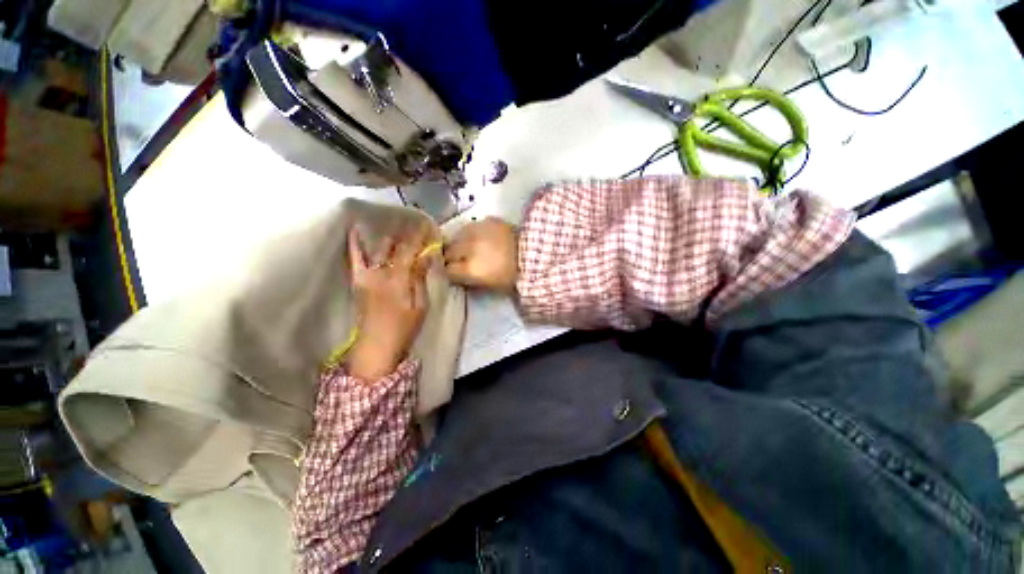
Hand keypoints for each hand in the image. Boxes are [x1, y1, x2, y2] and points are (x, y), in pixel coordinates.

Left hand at [346, 225, 430, 380]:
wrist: (376, 346)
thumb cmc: (404, 328)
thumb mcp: (420, 305)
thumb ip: (420, 278)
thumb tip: (426, 256)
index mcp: (398, 279)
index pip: (410, 251)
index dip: (420, 238)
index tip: (428, 227)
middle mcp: (380, 272)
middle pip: (396, 248)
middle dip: (408, 236)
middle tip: (418, 228)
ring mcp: (366, 275)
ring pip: (380, 250)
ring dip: (391, 238)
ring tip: (399, 228)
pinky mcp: (358, 281)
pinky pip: (355, 259)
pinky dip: (355, 244)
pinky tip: (356, 230)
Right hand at [444, 217, 517, 290]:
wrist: (535, 253)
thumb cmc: (514, 275)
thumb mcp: (490, 285)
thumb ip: (469, 279)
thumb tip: (457, 275)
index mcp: (471, 268)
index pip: (448, 270)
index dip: (451, 272)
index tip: (454, 273)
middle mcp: (469, 248)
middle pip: (448, 251)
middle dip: (451, 257)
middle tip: (459, 261)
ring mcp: (477, 231)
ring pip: (457, 236)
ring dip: (459, 243)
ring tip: (468, 247)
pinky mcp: (487, 220)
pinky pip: (471, 226)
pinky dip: (472, 233)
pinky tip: (481, 238)